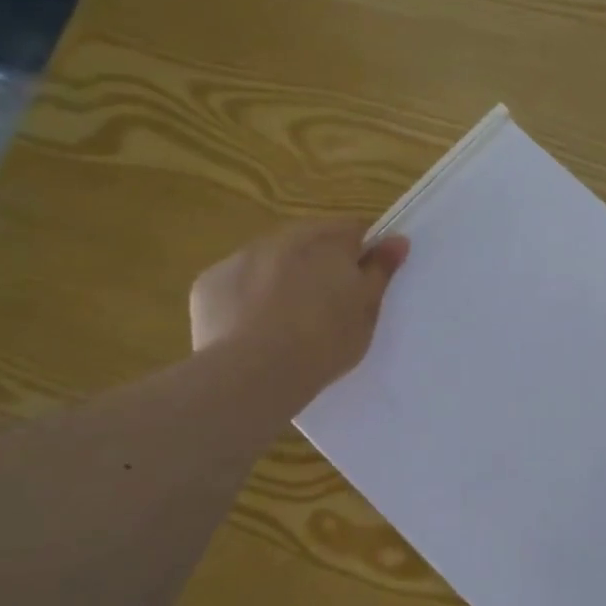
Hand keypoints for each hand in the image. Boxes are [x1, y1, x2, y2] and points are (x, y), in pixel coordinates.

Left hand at [190, 220, 408, 394]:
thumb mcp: (366, 311)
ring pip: (270, 261)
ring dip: (281, 279)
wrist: (253, 374)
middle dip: (319, 264)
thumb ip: (380, 271)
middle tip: (326, 307)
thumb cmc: (323, 342)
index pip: (354, 231)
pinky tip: (252, 330)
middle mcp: (283, 238)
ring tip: (286, 323)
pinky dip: (246, 298)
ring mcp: (240, 258)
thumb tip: (397, 240)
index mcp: (328, 242)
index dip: (361, 255)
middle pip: (309, 242)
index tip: (362, 283)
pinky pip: (237, 284)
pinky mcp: (209, 283)